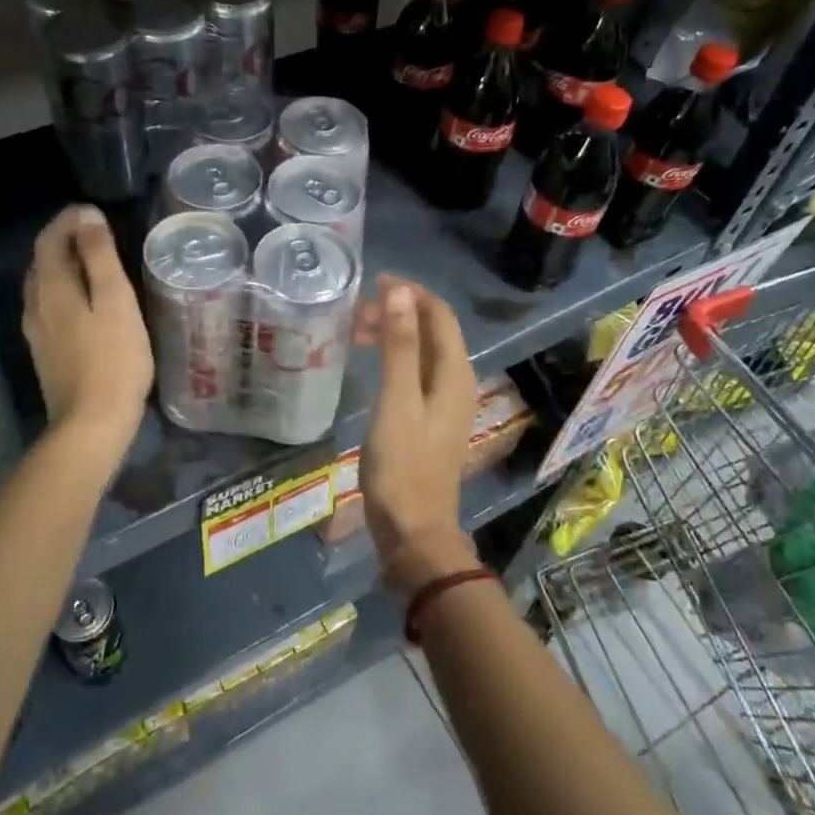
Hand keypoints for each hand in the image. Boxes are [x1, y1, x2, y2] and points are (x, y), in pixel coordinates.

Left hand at [22, 206, 152, 458]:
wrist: (92, 424)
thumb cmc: (114, 359)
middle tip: (93, 233)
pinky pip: (47, 308)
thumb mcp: (115, 301)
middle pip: (40, 262)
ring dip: (60, 267)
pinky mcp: (44, 354)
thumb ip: (100, 256)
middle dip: (62, 241)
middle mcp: (35, 306)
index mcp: (51, 289)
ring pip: (41, 287)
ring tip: (89, 263)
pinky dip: (61, 291)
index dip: (66, 221)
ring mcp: (36, 333)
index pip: (49, 241)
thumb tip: (86, 215)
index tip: (91, 212)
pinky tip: (80, 303)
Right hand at [356, 276, 479, 596]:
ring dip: (395, 335)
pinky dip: (395, 359)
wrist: (414, 531)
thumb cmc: (402, 465)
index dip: (411, 293)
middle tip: (357, 312)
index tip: (373, 283)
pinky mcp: (430, 420)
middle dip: (400, 312)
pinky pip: (416, 373)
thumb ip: (400, 346)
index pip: (440, 315)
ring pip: (423, 352)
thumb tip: (401, 292)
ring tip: (357, 332)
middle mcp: (456, 382)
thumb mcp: (397, 401)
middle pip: (433, 331)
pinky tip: (371, 364)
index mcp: (454, 373)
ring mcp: (445, 402)